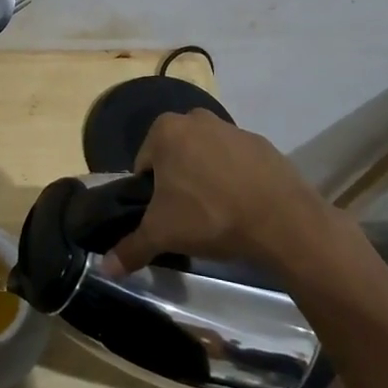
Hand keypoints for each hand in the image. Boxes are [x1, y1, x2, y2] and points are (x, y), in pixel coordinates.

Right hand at [108, 109, 327, 273]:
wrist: (282, 221)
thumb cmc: (209, 216)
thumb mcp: (163, 234)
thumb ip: (131, 248)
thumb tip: (105, 268)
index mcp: (166, 130)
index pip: (144, 162)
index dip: (150, 191)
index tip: (164, 214)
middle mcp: (197, 118)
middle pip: (176, 154)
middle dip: (178, 180)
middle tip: (188, 215)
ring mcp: (233, 128)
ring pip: (207, 155)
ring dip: (207, 177)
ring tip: (217, 214)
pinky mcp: (263, 144)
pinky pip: (238, 161)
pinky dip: (236, 179)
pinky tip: (244, 206)